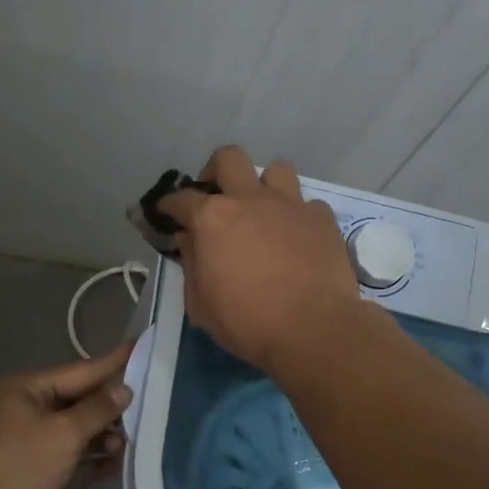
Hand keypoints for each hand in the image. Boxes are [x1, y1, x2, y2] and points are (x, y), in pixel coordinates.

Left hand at [0, 340, 133, 488]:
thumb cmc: (19, 463)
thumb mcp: (64, 433)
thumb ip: (98, 409)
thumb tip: (124, 388)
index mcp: (31, 387)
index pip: (82, 370)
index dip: (114, 362)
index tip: (140, 346)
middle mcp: (29, 405)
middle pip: (80, 400)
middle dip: (110, 410)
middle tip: (145, 413)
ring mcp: (29, 435)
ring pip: (75, 428)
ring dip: (101, 437)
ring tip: (124, 449)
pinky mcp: (32, 462)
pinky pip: (67, 452)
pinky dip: (87, 458)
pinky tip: (111, 468)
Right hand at [159, 147, 364, 372]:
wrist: (314, 330)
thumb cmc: (247, 322)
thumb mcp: (201, 304)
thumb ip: (191, 264)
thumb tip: (189, 241)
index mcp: (212, 219)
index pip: (180, 198)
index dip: (168, 205)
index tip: (166, 213)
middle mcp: (250, 199)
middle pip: (229, 158)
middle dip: (216, 171)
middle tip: (216, 198)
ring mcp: (290, 204)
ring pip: (275, 170)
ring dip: (263, 186)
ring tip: (262, 211)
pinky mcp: (322, 219)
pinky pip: (307, 204)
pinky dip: (297, 216)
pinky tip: (296, 237)